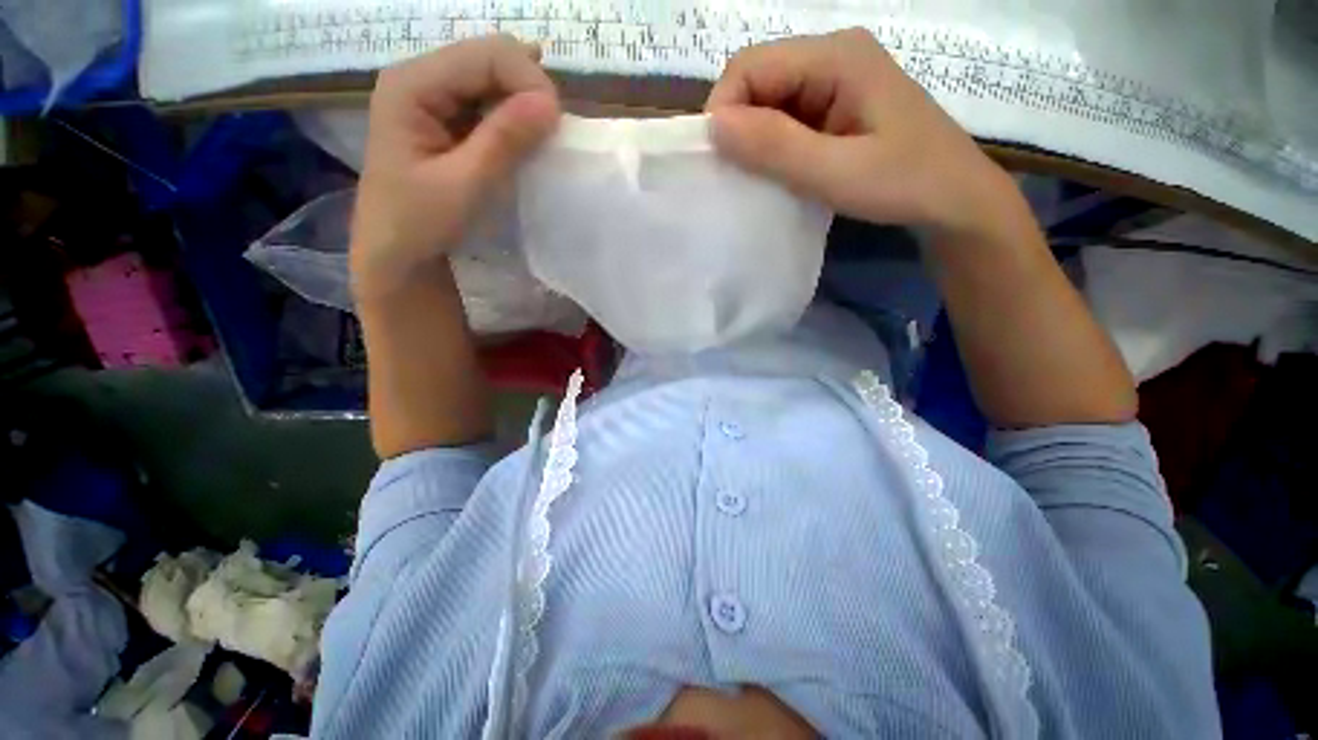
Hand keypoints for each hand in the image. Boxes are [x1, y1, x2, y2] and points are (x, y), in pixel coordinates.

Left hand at [351, 35, 559, 298]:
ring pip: (492, 77)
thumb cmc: (420, 224)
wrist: (396, 254)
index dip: (528, 81)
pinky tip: (526, 135)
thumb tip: (551, 103)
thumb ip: (504, 141)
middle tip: (551, 133)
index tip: (556, 126)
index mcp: (412, 85)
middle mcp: (420, 77)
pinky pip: (488, 102)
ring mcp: (432, 96)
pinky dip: (513, 116)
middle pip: (489, 57)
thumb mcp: (464, 185)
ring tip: (541, 137)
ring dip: (523, 103)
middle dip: (528, 88)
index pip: (485, 55)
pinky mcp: (445, 117)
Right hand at [706, 29, 1015, 238]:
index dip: (724, 109)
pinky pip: (787, 120)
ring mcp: (835, 82)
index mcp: (835, 56)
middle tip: (735, 176)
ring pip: (770, 103)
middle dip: (737, 127)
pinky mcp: (836, 108)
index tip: (718, 162)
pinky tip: (777, 173)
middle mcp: (831, 56)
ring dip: (754, 141)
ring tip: (755, 179)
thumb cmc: (904, 183)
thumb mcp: (835, 171)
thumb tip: (714, 126)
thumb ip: (775, 147)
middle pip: (758, 80)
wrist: (954, 200)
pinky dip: (772, 148)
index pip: (750, 65)